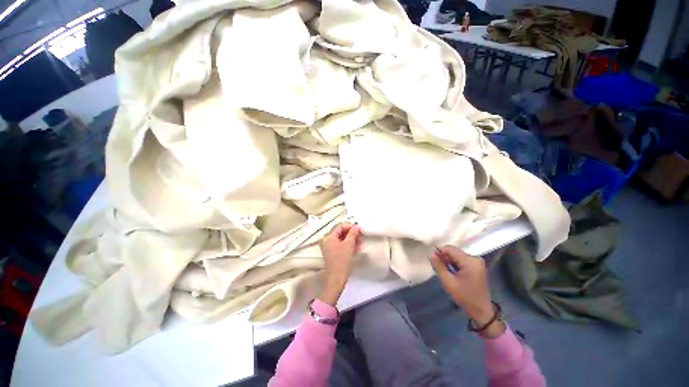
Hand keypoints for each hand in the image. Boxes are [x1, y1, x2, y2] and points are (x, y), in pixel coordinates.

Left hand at [318, 222, 361, 305]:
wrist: (337, 277)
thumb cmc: (342, 260)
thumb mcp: (349, 244)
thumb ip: (353, 233)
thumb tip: (356, 226)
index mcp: (328, 237)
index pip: (340, 226)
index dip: (350, 226)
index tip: (359, 228)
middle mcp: (326, 240)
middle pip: (340, 232)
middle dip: (351, 232)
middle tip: (360, 234)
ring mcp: (329, 246)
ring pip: (341, 238)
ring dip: (351, 238)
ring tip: (360, 240)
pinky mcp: (332, 252)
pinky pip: (340, 244)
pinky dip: (348, 244)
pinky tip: (356, 245)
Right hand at [430, 245, 504, 338]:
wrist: (481, 311)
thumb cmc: (465, 297)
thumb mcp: (449, 282)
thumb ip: (439, 267)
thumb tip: (431, 254)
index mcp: (470, 261)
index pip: (450, 249)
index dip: (440, 252)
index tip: (433, 261)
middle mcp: (475, 258)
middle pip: (454, 252)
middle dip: (444, 258)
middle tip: (439, 268)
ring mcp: (477, 262)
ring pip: (457, 255)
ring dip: (449, 261)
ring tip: (445, 272)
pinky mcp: (476, 266)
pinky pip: (461, 260)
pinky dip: (455, 264)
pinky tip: (452, 273)